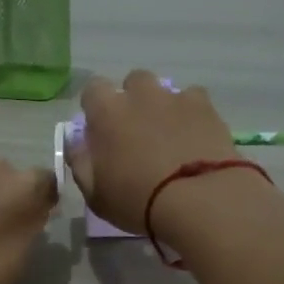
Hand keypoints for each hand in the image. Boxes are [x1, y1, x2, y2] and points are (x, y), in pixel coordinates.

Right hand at [68, 71, 243, 237]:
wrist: (199, 200)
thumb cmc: (138, 201)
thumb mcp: (95, 194)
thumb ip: (80, 162)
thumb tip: (76, 142)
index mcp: (107, 112)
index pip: (93, 89)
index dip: (96, 107)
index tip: (100, 129)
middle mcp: (141, 95)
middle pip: (133, 82)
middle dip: (133, 100)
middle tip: (137, 132)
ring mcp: (176, 98)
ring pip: (165, 90)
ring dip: (162, 106)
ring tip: (169, 137)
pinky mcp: (206, 108)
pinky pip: (194, 101)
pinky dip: (191, 115)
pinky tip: (194, 138)